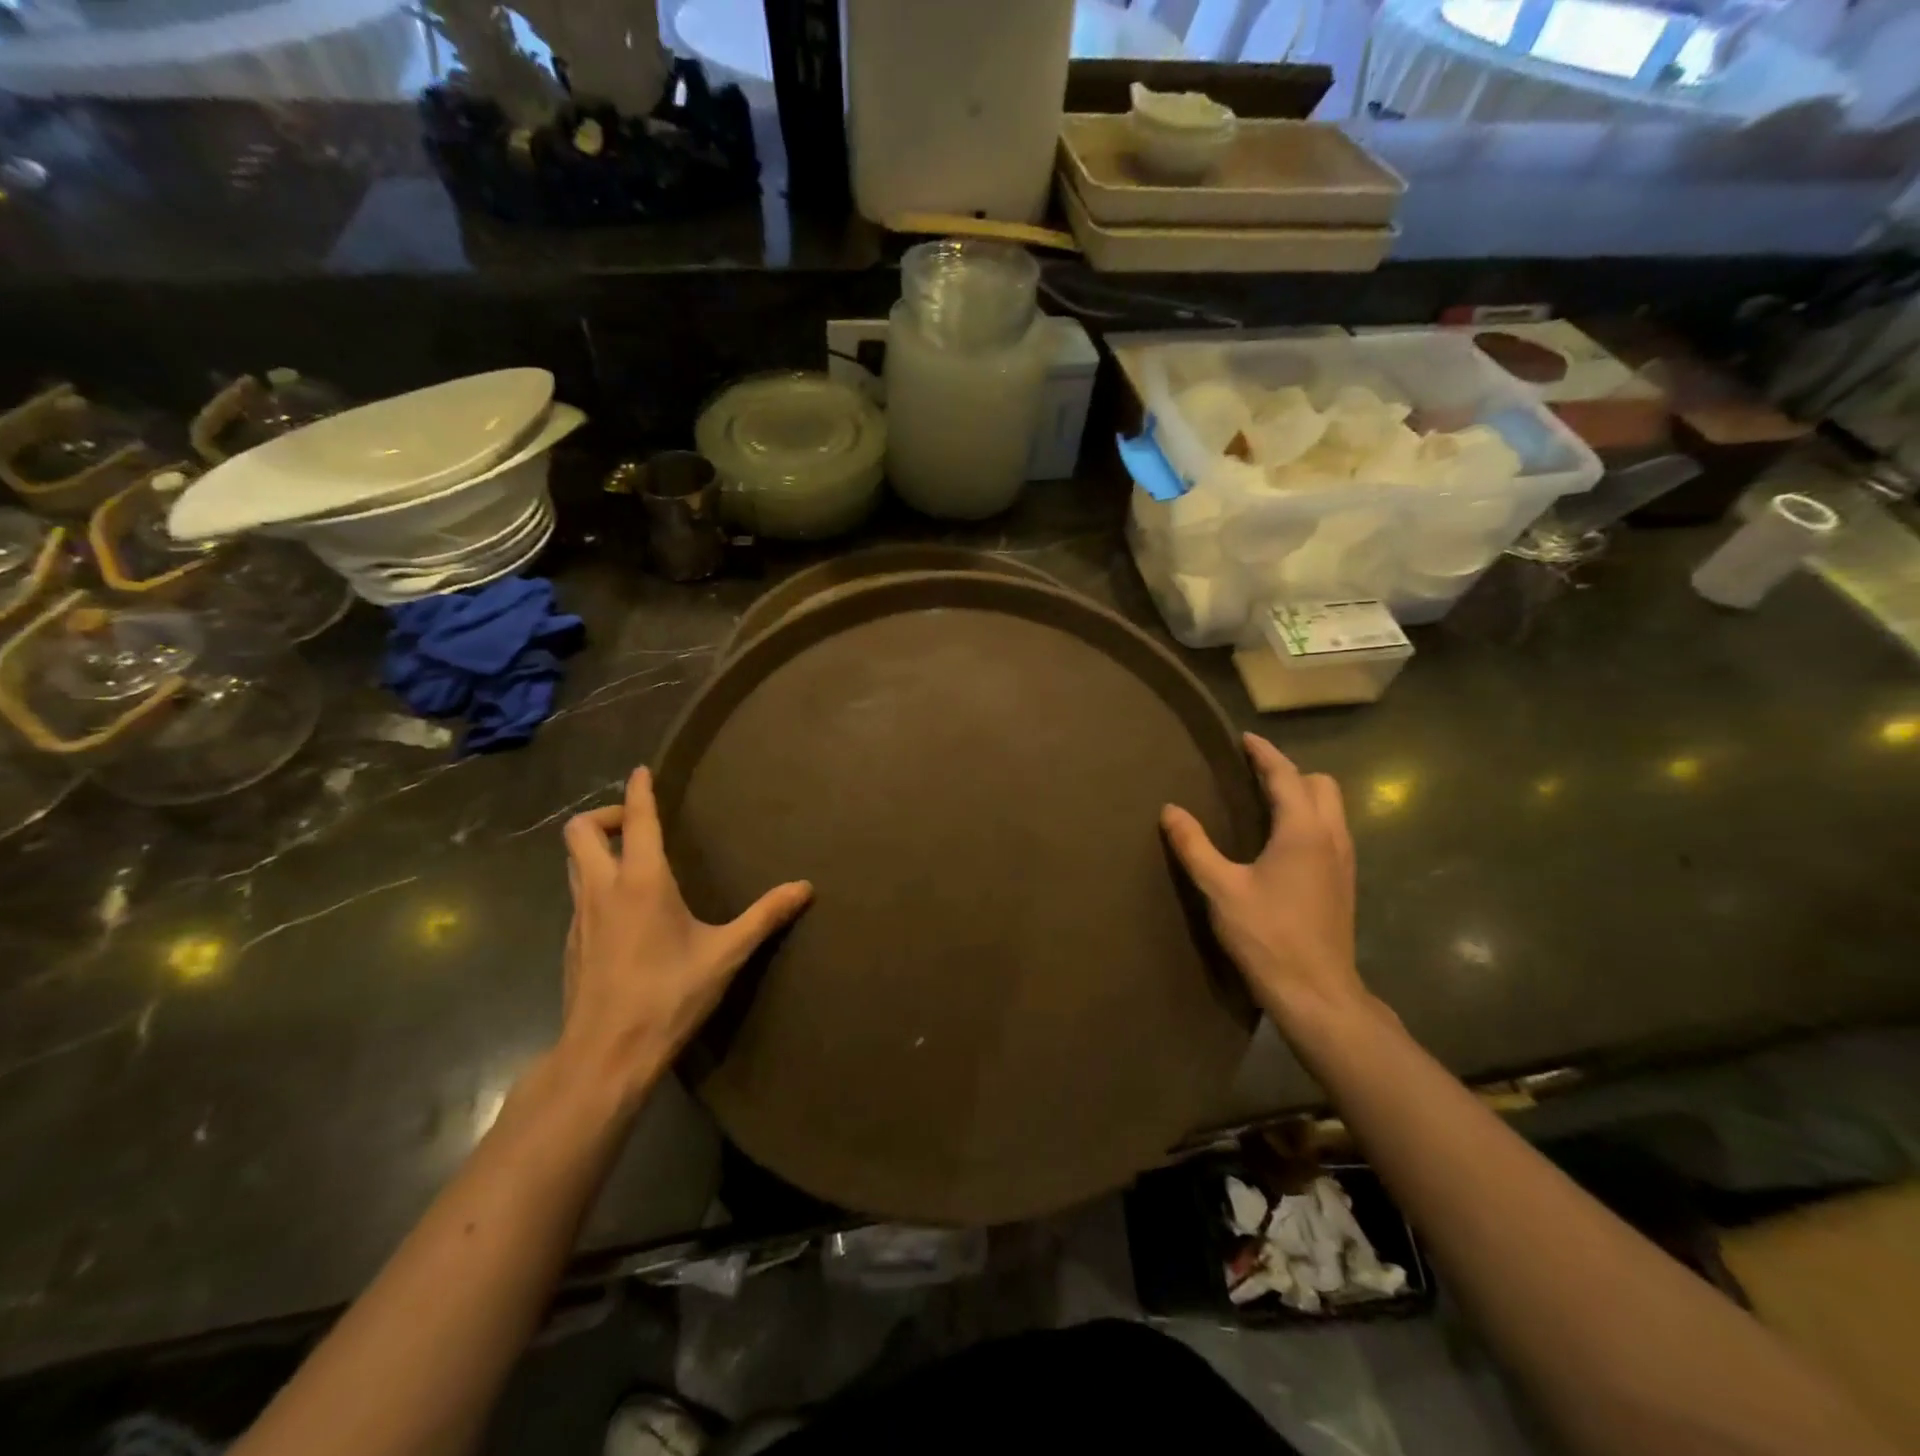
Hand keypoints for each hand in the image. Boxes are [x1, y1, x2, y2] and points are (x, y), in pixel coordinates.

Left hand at [558, 766, 811, 1102]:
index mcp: (641, 882)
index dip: (639, 791)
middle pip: (581, 831)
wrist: (606, 1054)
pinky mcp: (571, 943)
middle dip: (606, 815)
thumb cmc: (668, 995)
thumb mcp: (725, 954)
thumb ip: (765, 916)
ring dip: (596, 848)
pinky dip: (595, 882)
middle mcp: (603, 889)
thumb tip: (805, 887)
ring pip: (572, 862)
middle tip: (640, 826)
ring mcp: (579, 917)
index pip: (638, 821)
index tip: (642, 770)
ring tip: (632, 859)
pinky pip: (577, 894)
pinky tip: (624, 910)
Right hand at [1161, 734, 1372, 1037]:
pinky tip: (1283, 842)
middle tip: (1254, 775)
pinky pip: (1332, 831)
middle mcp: (1331, 837)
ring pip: (1332, 808)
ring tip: (1267, 802)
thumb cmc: (1267, 935)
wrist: (1316, 992)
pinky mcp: (1344, 883)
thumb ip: (1194, 845)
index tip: (1245, 738)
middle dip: (1290, 772)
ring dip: (1304, 795)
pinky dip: (1311, 819)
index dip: (1265, 754)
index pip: (1286, 776)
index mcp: (1303, 831)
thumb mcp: (1221, 888)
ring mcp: (1344, 861)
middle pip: (1322, 784)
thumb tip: (1170, 810)